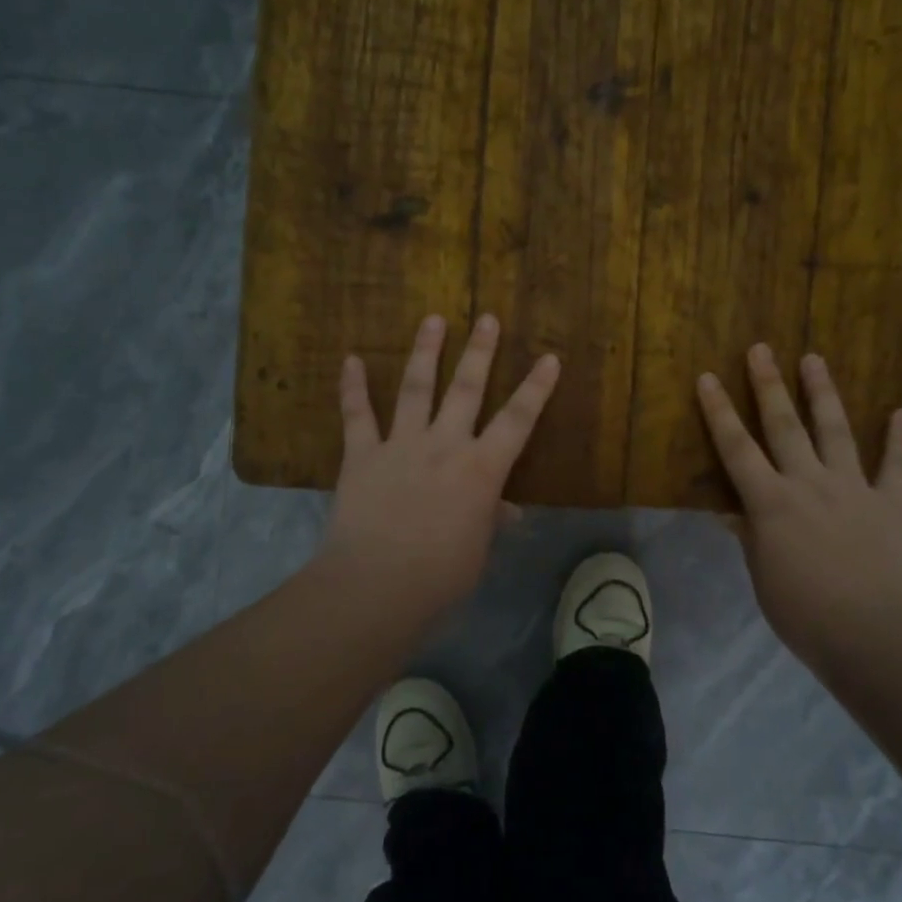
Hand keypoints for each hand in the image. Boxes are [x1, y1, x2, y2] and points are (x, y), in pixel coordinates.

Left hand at [319, 313, 559, 623]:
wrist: (377, 584)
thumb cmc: (440, 575)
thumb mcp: (478, 549)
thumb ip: (490, 520)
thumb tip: (507, 511)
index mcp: (481, 469)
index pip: (518, 420)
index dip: (536, 388)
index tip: (549, 357)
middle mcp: (444, 445)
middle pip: (466, 389)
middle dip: (479, 351)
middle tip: (486, 318)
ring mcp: (401, 445)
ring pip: (416, 388)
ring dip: (425, 352)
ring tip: (432, 319)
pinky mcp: (362, 455)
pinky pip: (357, 415)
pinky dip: (353, 387)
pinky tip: (351, 359)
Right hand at [696, 345, 901, 665]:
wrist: (878, 639)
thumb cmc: (806, 615)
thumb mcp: (764, 578)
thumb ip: (750, 537)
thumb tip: (730, 511)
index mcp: (771, 503)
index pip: (736, 449)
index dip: (719, 412)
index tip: (707, 378)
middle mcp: (809, 483)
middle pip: (784, 425)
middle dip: (768, 385)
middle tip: (760, 349)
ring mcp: (854, 489)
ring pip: (835, 431)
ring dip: (822, 393)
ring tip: (814, 358)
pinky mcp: (893, 504)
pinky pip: (897, 466)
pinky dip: (900, 438)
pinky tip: (901, 411)